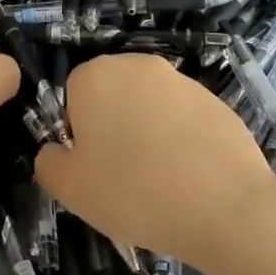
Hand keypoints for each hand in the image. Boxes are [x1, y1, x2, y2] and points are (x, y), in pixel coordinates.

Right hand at [35, 54, 275, 269]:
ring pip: (149, 106)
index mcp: (94, 76)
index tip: (95, 166)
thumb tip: (55, 152)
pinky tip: (192, 177)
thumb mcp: (70, 190)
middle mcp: (136, 65)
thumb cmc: (135, 192)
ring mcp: (180, 80)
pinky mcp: (216, 100)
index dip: (80, 132)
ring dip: (148, 132)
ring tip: (162, 180)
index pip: (73, 95)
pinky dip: (183, 140)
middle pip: (112, 94)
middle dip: (114, 126)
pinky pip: (185, 119)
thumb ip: (48, 163)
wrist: (227, 209)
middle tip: (123, 174)